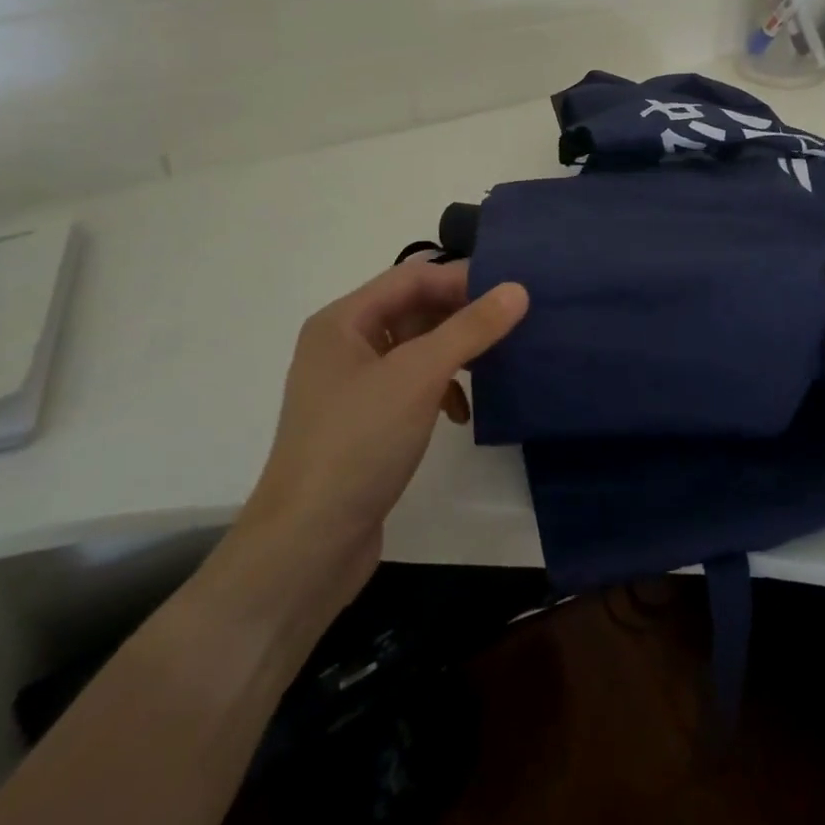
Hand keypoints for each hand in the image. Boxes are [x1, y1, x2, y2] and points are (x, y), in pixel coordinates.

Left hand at [220, 260, 527, 616]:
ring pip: (414, 349)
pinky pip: (409, 387)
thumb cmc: (359, 444)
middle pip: (412, 310)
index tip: (510, 293)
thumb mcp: (420, 376)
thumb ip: (470, 328)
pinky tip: (461, 413)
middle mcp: (342, 346)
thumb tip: (518, 289)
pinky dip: (439, 390)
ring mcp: (350, 387)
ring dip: (453, 354)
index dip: (461, 279)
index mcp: (342, 322)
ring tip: (494, 364)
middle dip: (460, 316)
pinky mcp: (363, 424)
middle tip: (510, 325)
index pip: (411, 277)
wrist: (306, 547)